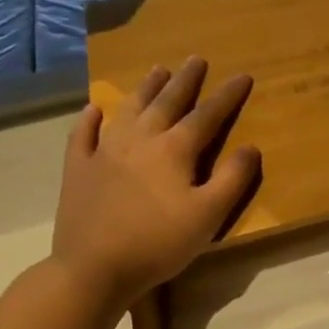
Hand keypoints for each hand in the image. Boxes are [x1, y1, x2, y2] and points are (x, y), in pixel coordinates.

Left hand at [51, 57, 260, 307]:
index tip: (242, 76)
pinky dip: (90, 119)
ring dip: (145, 88)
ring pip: (129, 110)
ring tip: (157, 70)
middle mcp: (140, 140)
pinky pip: (83, 135)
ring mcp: (105, 151)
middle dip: (185, 80)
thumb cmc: (159, 242)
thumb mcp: (209, 215)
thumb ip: (232, 179)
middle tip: (195, 59)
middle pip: (166, 102)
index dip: (227, 95)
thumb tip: (250, 147)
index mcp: (174, 150)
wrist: (93, 269)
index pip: (207, 115)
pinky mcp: (79, 169)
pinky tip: (94, 109)